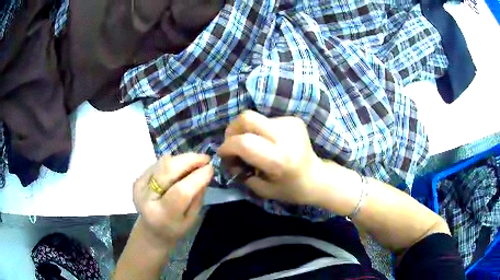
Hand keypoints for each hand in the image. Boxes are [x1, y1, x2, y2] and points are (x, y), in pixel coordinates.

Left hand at [132, 153, 212, 247]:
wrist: (151, 230)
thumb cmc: (175, 228)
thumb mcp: (191, 219)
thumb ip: (197, 196)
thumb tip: (205, 171)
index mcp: (162, 215)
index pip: (180, 192)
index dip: (197, 177)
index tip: (211, 168)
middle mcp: (147, 198)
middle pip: (168, 170)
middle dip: (189, 160)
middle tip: (205, 158)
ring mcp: (139, 187)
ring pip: (163, 163)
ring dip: (182, 159)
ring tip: (195, 161)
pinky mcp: (137, 179)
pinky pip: (158, 164)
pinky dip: (173, 162)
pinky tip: (181, 167)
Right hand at [218, 110, 326, 204]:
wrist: (317, 177)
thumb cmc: (291, 189)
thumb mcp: (262, 190)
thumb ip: (241, 173)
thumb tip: (228, 158)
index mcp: (279, 159)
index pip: (244, 142)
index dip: (227, 147)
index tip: (223, 154)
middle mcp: (285, 137)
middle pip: (247, 118)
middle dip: (232, 129)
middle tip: (231, 143)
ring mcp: (291, 124)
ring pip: (255, 118)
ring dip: (246, 131)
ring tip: (251, 145)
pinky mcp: (294, 119)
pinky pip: (266, 120)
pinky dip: (259, 130)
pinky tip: (266, 142)